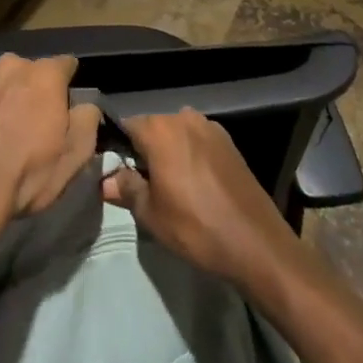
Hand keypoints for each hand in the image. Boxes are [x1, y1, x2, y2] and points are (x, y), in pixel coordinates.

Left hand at [0, 54, 99, 266]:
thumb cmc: (26, 175)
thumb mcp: (74, 156)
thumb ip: (88, 121)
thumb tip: (85, 106)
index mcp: (44, 75)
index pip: (66, 65)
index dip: (69, 85)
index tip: (68, 107)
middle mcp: (11, 66)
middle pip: (32, 71)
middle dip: (36, 90)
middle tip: (35, 122)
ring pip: (3, 80)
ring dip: (7, 95)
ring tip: (4, 128)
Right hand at [102, 109, 301, 292]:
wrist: (257, 244)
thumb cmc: (196, 228)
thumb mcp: (151, 214)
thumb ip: (126, 189)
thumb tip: (105, 180)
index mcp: (160, 130)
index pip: (126, 127)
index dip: (119, 149)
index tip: (119, 174)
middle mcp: (183, 118)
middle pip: (153, 128)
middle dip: (145, 151)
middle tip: (144, 185)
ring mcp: (210, 127)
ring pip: (177, 134)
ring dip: (170, 153)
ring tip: (172, 187)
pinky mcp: (230, 142)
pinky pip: (199, 142)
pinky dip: (192, 156)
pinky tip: (197, 185)